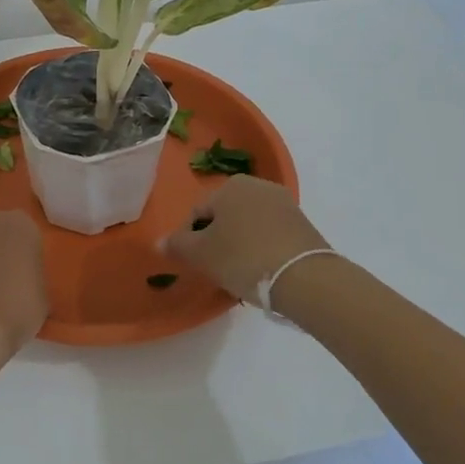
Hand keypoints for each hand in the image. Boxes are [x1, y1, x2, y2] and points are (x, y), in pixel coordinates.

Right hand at [163, 176, 331, 304]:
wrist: (305, 278)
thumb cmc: (244, 258)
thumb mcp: (201, 254)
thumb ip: (177, 245)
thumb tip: (160, 241)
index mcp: (230, 186)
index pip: (198, 212)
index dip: (191, 239)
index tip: (198, 263)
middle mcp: (258, 185)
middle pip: (225, 216)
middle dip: (219, 240)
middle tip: (218, 269)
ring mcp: (284, 203)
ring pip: (249, 225)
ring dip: (241, 245)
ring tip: (242, 273)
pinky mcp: (303, 224)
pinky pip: (272, 234)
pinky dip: (263, 249)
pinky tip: (263, 270)